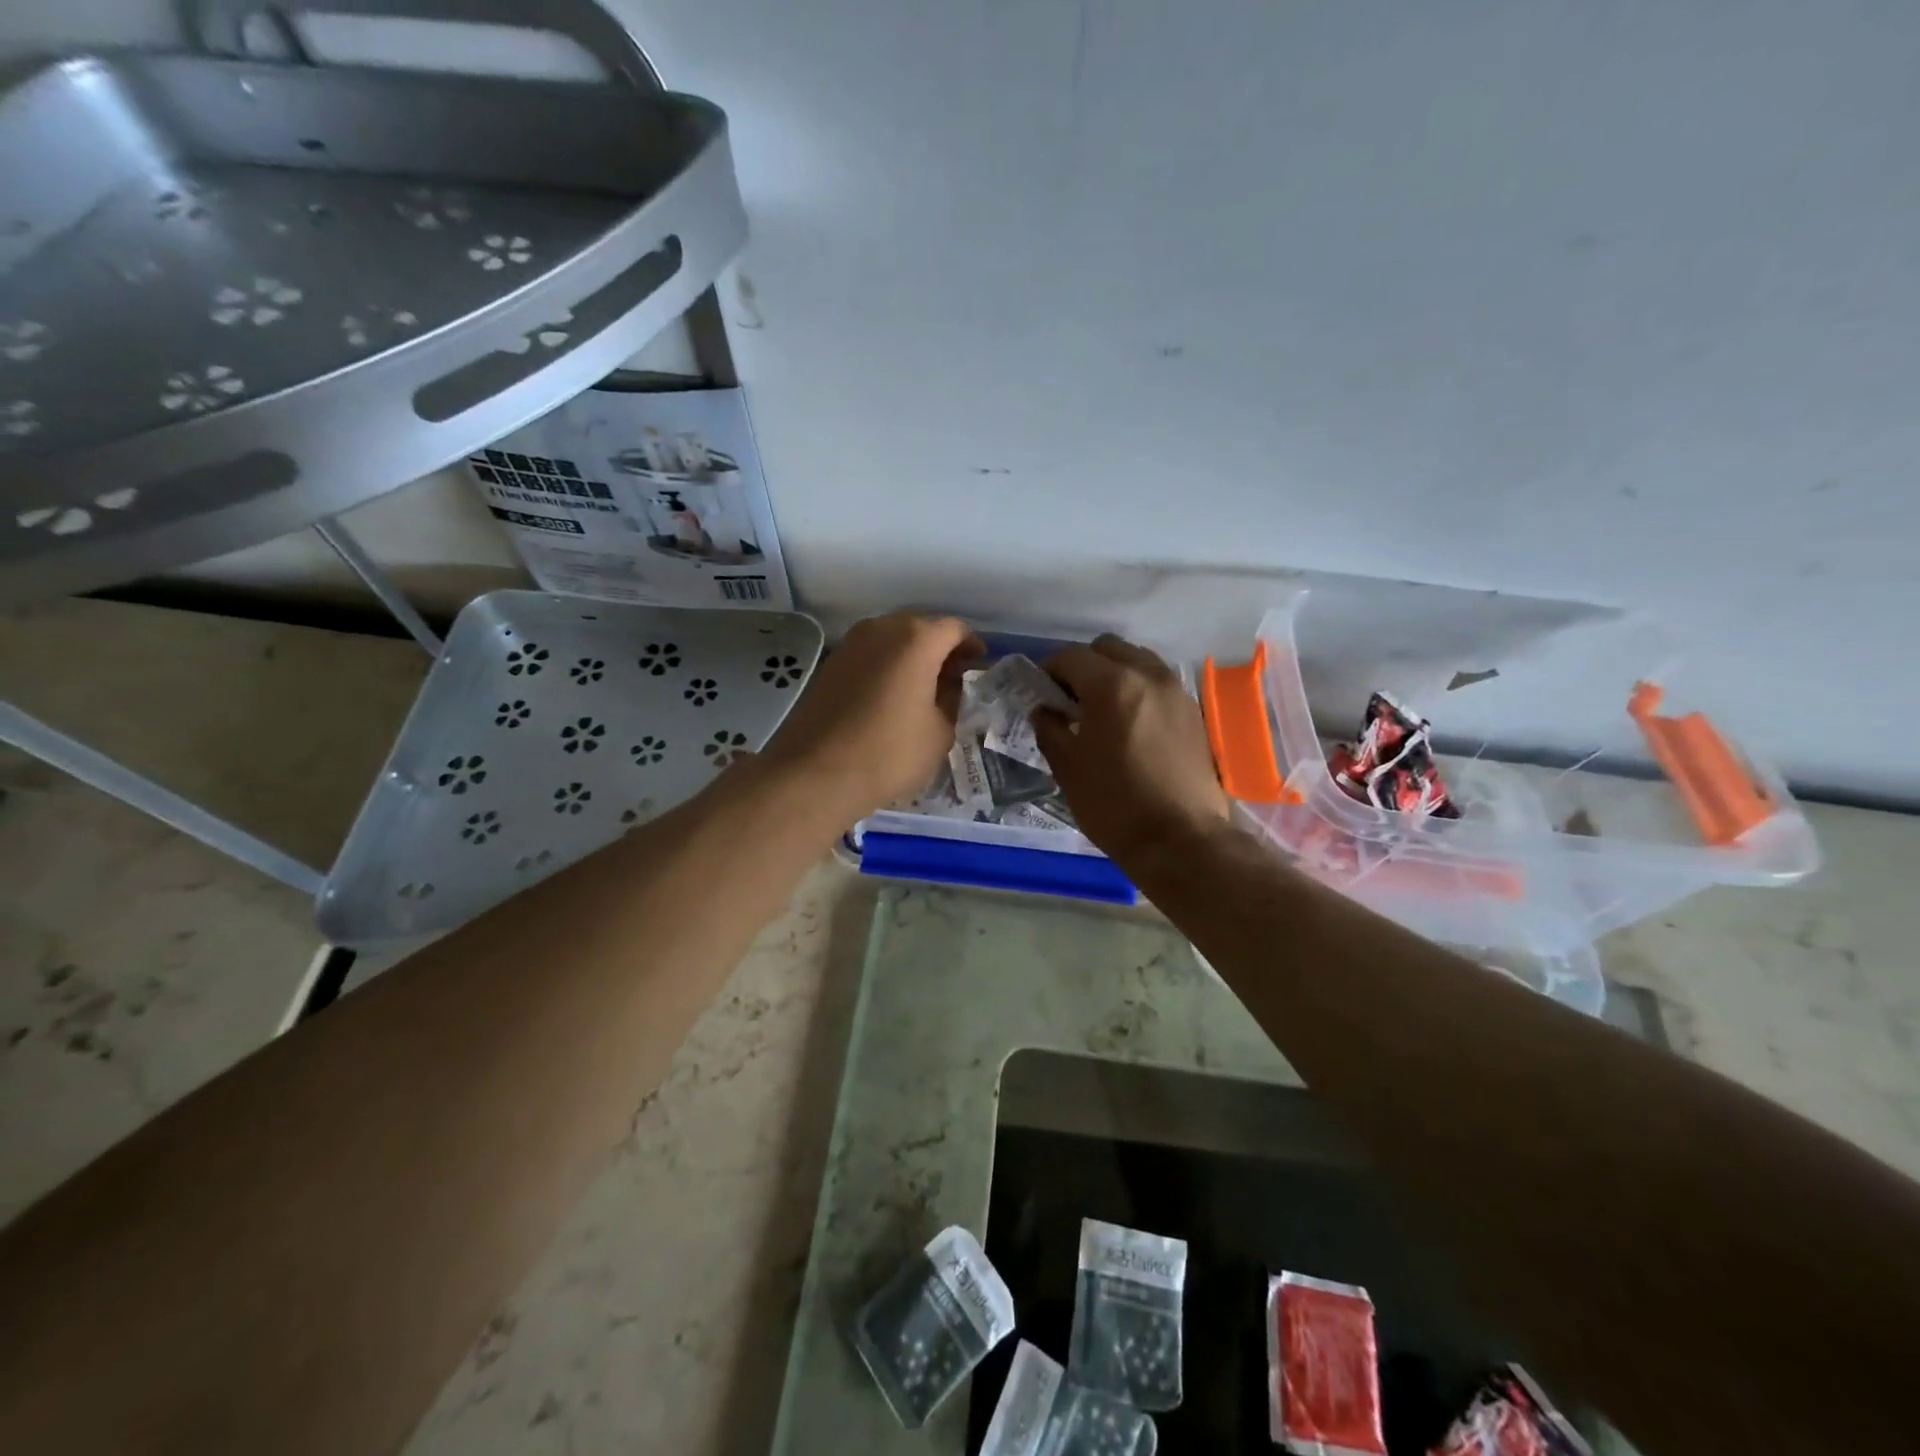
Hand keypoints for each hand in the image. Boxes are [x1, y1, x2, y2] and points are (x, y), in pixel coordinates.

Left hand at [759, 612, 983, 820]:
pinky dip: (888, 667)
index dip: (972, 646)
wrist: (816, 773)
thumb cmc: (889, 752)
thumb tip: (950, 688)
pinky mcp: (831, 663)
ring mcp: (851, 643)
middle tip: (954, 680)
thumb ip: (953, 701)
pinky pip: (871, 655)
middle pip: (922, 629)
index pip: (955, 629)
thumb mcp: (940, 732)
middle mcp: (882, 629)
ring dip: (912, 658)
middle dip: (942, 650)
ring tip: (924, 691)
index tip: (979, 667)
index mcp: (916, 639)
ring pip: (893, 640)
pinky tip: (892, 697)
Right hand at [1033, 635, 1231, 865]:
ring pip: (1138, 660)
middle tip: (1070, 699)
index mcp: (1112, 685)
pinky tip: (1129, 724)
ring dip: (1114, 673)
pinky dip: (1138, 689)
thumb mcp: (1068, 768)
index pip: (1071, 656)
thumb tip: (1045, 710)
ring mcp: (1176, 692)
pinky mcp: (1193, 712)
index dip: (1049, 670)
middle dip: (1084, 665)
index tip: (1041, 693)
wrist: (1181, 841)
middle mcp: (1148, 675)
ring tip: (1101, 710)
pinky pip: (1158, 683)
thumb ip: (1050, 729)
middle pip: (1108, 648)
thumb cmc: (1115, 805)